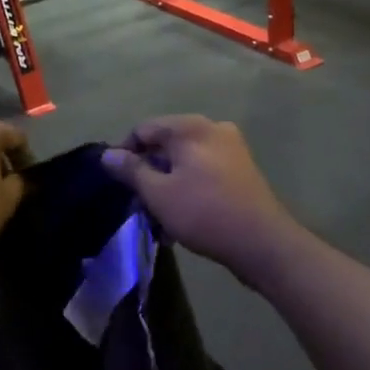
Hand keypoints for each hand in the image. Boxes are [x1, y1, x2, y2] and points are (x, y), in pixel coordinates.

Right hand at [101, 117, 298, 280]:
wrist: (262, 242)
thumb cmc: (203, 212)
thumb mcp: (158, 193)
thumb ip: (131, 170)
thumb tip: (107, 154)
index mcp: (190, 127)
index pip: (144, 129)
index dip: (124, 153)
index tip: (118, 182)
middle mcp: (212, 128)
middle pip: (166, 143)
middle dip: (149, 171)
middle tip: (139, 202)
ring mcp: (231, 147)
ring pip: (185, 159)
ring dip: (167, 183)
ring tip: (160, 216)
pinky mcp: (241, 168)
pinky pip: (204, 169)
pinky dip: (188, 185)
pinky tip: (183, 214)